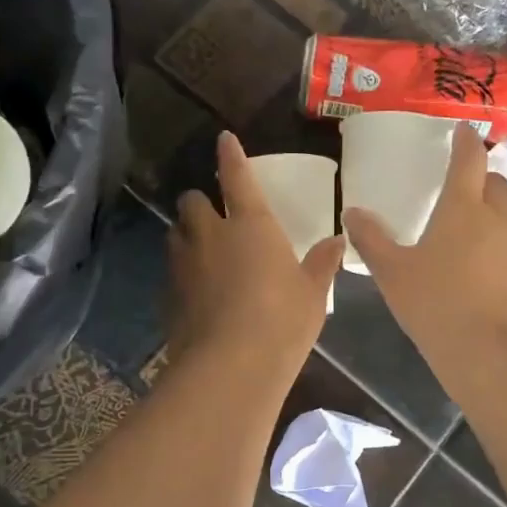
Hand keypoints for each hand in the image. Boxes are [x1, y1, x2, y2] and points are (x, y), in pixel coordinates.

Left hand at [167, 133, 343, 370]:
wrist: (230, 366)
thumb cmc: (282, 321)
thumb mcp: (312, 292)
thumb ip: (322, 263)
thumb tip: (338, 240)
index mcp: (250, 224)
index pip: (236, 177)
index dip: (230, 155)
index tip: (224, 139)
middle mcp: (210, 234)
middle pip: (192, 201)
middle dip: (201, 202)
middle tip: (215, 216)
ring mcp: (184, 264)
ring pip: (176, 233)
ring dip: (187, 234)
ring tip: (203, 250)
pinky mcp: (168, 294)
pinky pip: (172, 270)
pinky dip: (182, 271)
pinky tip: (196, 291)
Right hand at [345, 123, 506, 364]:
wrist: (488, 350)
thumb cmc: (434, 307)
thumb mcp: (391, 274)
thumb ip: (371, 239)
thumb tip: (352, 211)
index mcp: (461, 210)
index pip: (467, 161)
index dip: (466, 143)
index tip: (466, 133)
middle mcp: (503, 214)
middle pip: (501, 181)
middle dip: (490, 182)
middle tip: (479, 197)